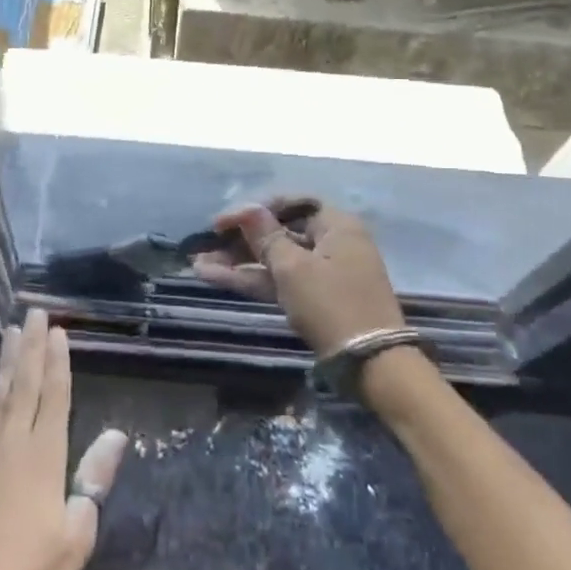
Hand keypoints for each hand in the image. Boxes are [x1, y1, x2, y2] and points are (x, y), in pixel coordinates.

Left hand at [0, 309, 126, 569]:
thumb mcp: (75, 537)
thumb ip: (94, 480)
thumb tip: (118, 434)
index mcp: (45, 456)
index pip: (55, 395)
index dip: (58, 362)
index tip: (59, 332)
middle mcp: (11, 441)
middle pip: (25, 383)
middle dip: (32, 346)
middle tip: (35, 312)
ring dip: (4, 358)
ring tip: (11, 329)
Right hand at [192, 197, 404, 356]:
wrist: (371, 365)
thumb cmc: (332, 305)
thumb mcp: (293, 268)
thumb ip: (266, 236)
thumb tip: (248, 208)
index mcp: (336, 225)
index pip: (290, 204)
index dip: (254, 209)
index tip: (222, 223)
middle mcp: (331, 243)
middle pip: (280, 232)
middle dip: (240, 240)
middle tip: (205, 245)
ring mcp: (324, 273)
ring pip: (275, 260)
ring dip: (239, 262)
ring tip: (199, 264)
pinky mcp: (315, 299)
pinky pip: (281, 280)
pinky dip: (253, 279)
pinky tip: (216, 278)